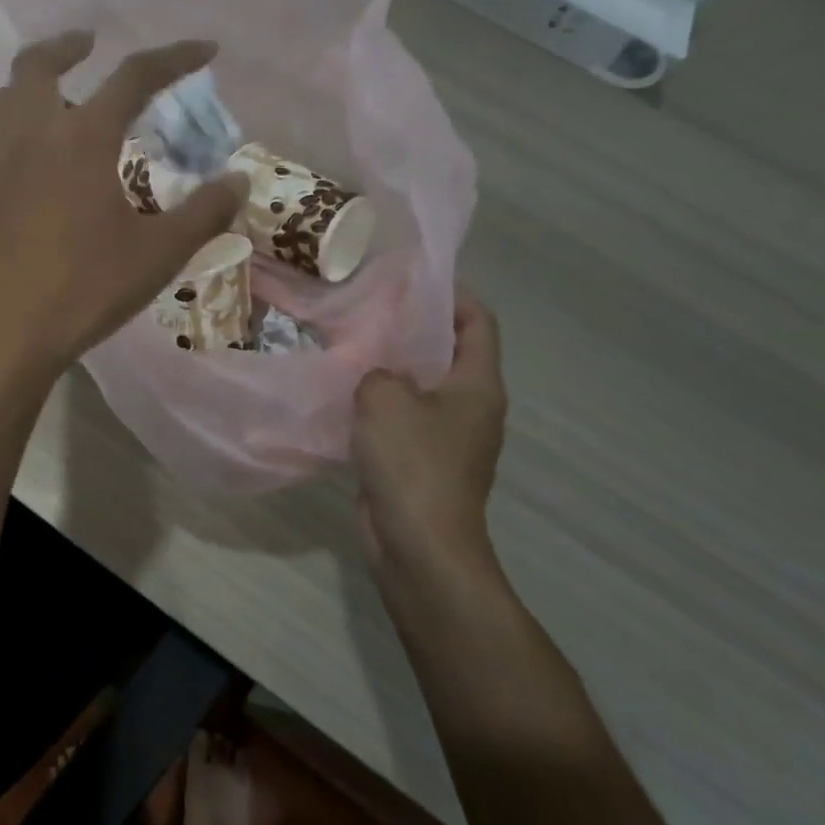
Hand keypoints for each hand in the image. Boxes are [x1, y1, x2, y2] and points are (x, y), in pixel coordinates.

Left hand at [0, 31, 248, 384]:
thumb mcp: (158, 253)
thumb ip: (204, 212)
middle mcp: (34, 136)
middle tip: (91, 43)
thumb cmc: (86, 288)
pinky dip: (21, 121)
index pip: (133, 77)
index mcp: (82, 140)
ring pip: (8, 96)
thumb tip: (239, 181)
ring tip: (63, 94)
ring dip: (36, 80)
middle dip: (68, 45)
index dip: (173, 57)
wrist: (5, 330)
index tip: (204, 49)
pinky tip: (41, 157)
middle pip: (39, 65)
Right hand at [353, 291, 507, 577]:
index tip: (414, 279)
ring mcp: (449, 439)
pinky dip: (380, 406)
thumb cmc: (412, 463)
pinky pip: (403, 421)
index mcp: (478, 385)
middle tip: (369, 310)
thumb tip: (377, 375)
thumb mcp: (385, 400)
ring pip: (421, 389)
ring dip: (391, 370)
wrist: (420, 545)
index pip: (478, 322)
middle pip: (448, 353)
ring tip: (351, 347)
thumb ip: (377, 371)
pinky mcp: (423, 464)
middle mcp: (472, 407)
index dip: (454, 295)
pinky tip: (345, 398)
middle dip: (413, 330)